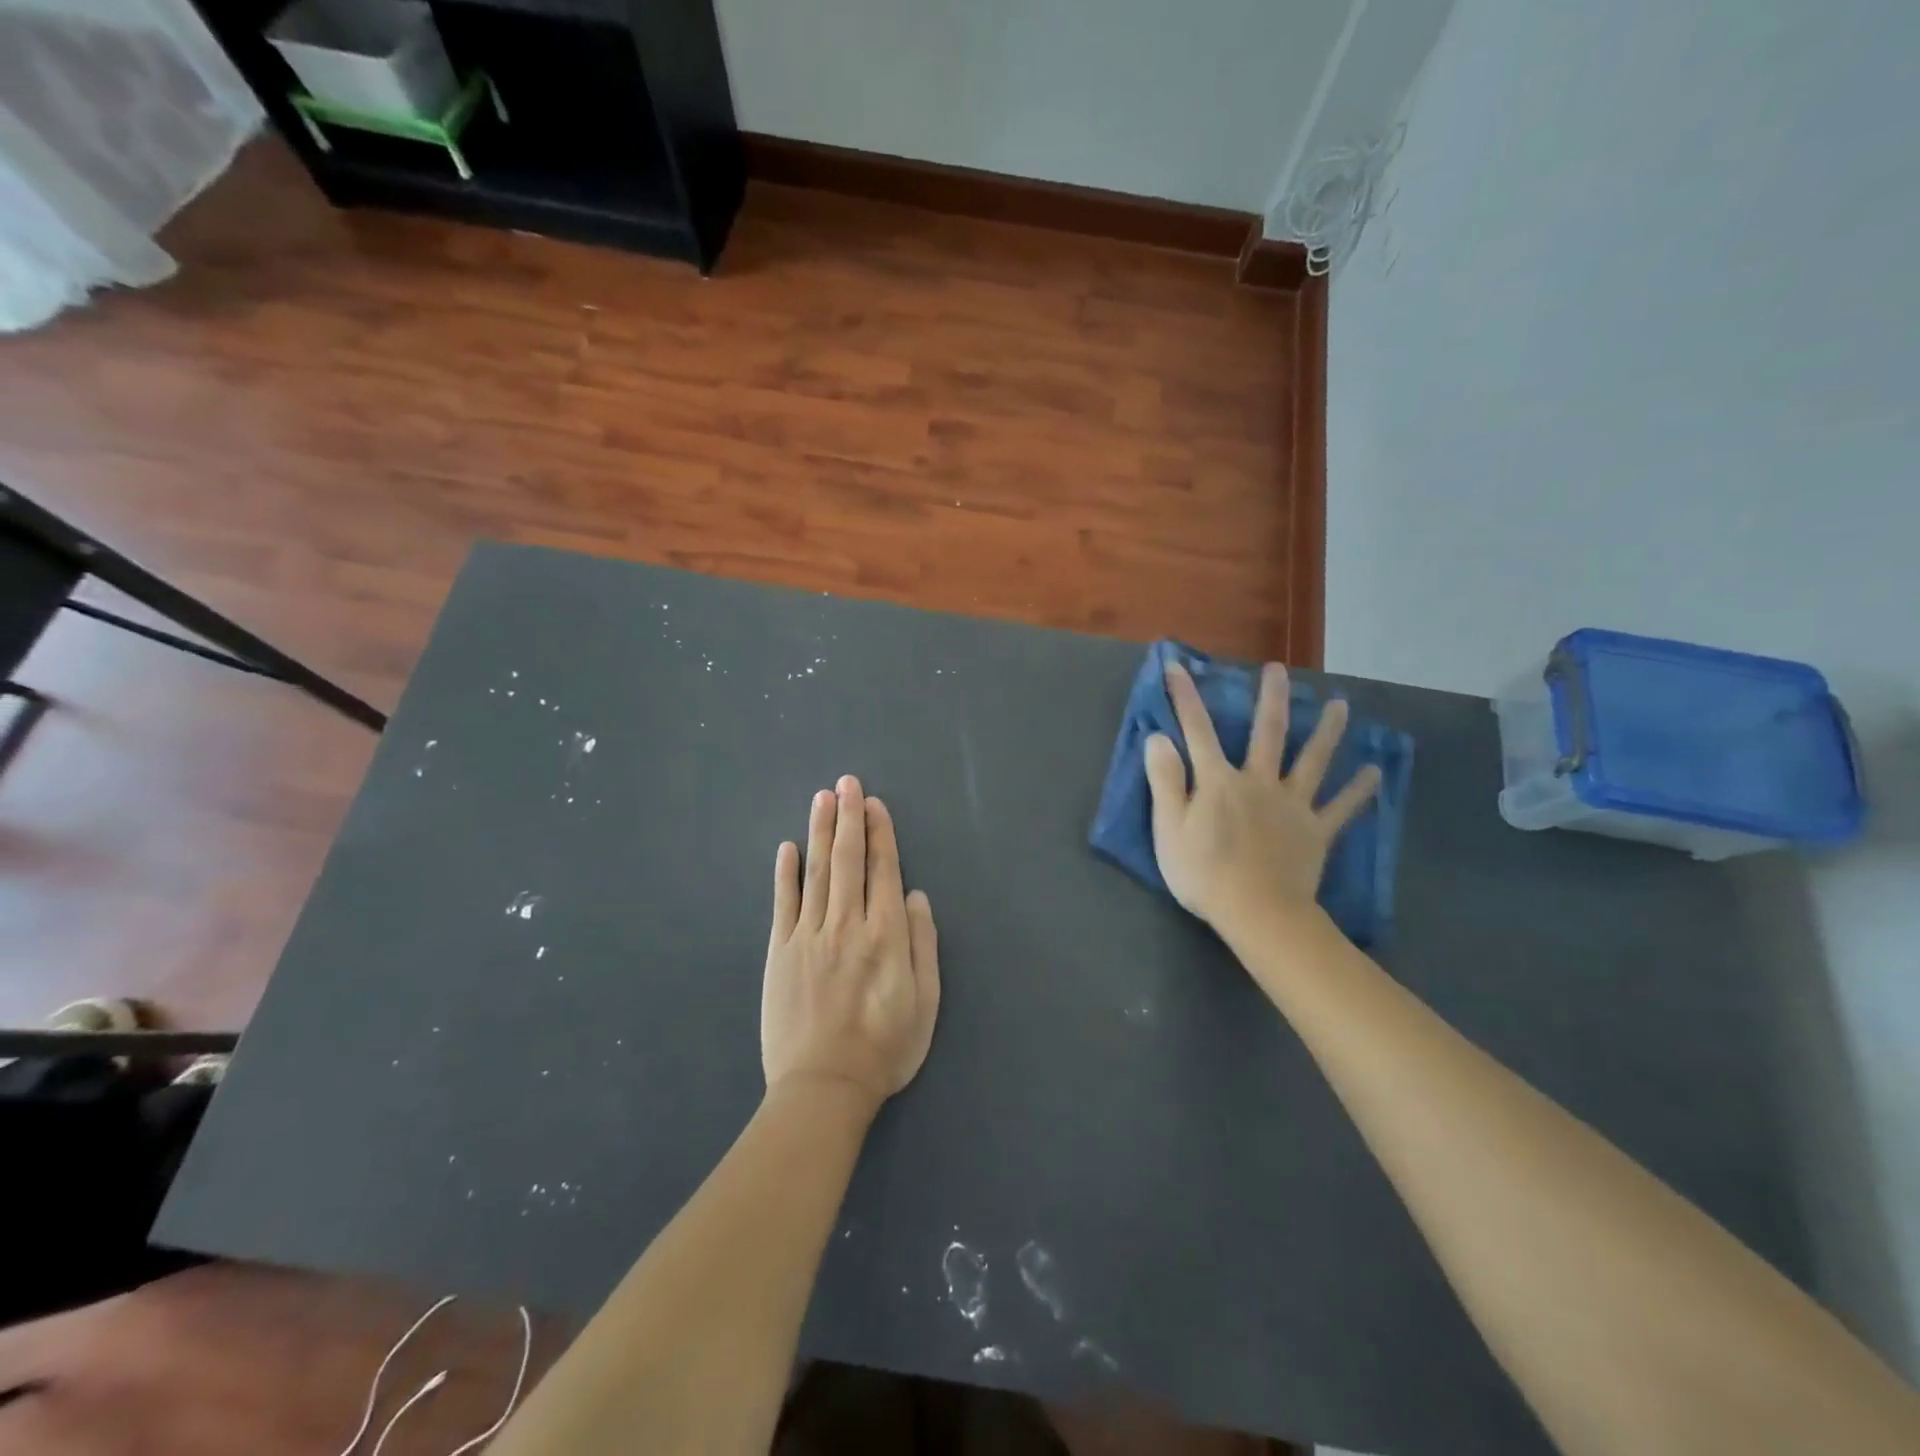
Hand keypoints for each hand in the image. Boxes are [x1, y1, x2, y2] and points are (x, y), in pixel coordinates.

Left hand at [762, 775, 940, 1111]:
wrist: (823, 1088)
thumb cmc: (885, 1048)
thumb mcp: (926, 1002)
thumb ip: (923, 944)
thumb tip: (916, 895)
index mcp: (885, 935)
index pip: (882, 870)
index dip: (879, 833)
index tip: (873, 803)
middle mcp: (847, 924)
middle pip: (847, 860)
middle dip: (848, 817)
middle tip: (846, 782)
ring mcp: (808, 936)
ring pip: (816, 872)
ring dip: (819, 831)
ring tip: (822, 798)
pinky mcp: (780, 952)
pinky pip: (783, 903)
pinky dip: (785, 873)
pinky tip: (787, 847)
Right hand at [1144, 662, 1380, 943]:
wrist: (1257, 913)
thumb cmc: (1204, 873)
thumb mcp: (1168, 828)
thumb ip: (1165, 780)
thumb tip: (1159, 737)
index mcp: (1219, 781)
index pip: (1197, 731)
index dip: (1185, 698)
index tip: (1178, 666)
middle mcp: (1259, 782)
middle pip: (1267, 733)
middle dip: (1271, 699)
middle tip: (1279, 670)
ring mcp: (1292, 805)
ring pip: (1313, 760)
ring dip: (1327, 731)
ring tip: (1342, 705)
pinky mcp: (1316, 831)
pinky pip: (1341, 808)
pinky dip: (1359, 791)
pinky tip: (1375, 773)